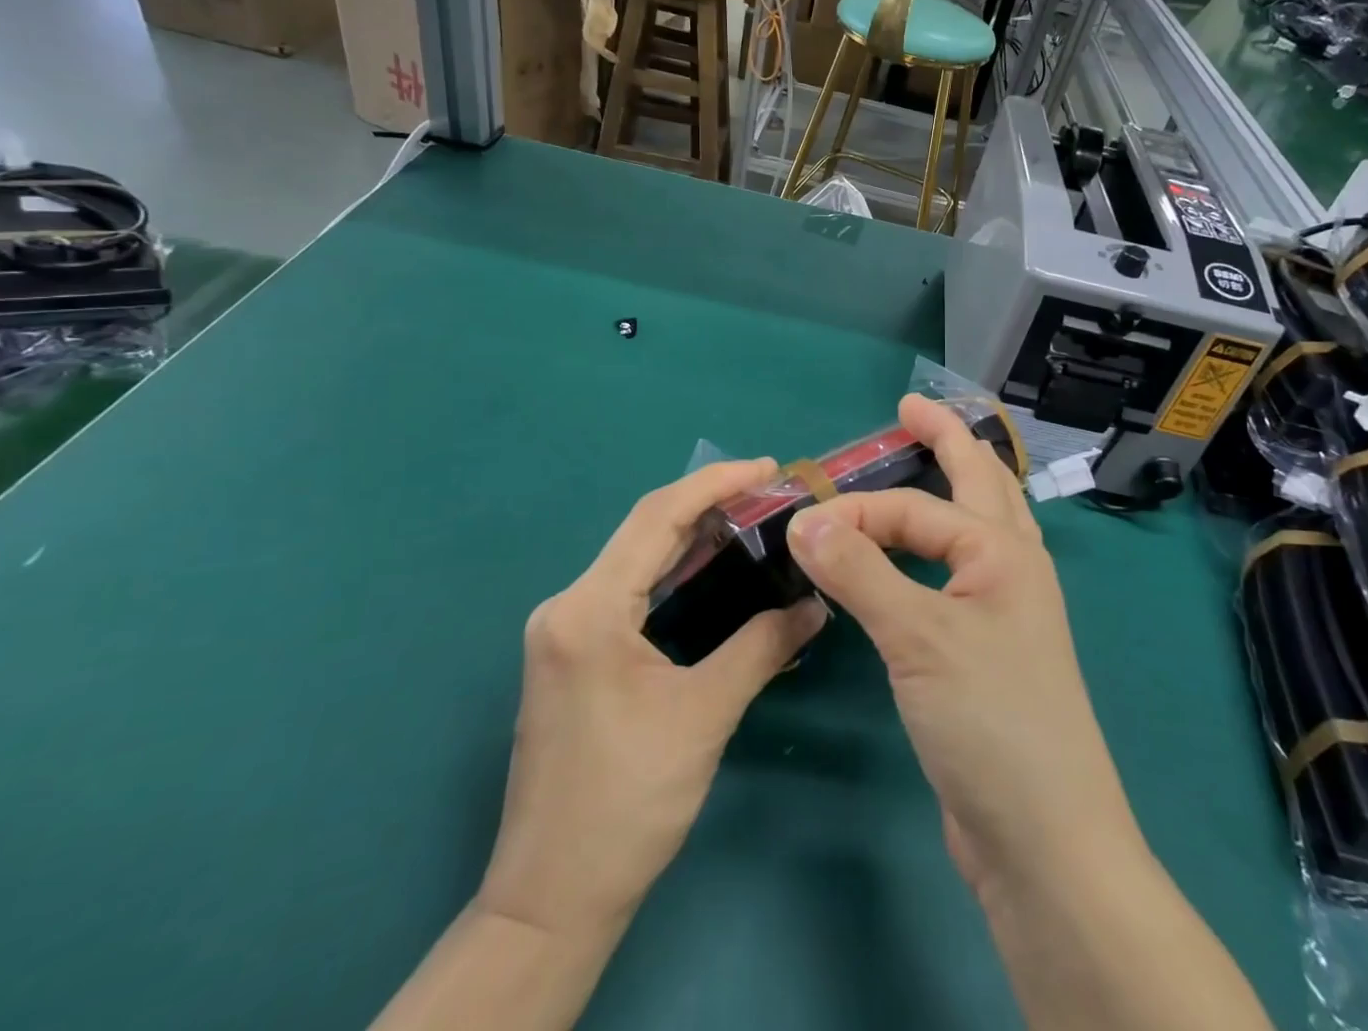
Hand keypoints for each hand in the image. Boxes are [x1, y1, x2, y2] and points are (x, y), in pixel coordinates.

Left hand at [481, 459, 828, 937]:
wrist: (551, 900)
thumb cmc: (627, 803)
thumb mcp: (704, 716)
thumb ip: (762, 646)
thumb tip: (816, 605)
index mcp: (589, 609)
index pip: (657, 517)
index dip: (715, 483)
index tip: (767, 468)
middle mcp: (567, 605)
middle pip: (644, 531)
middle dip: (708, 504)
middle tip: (769, 492)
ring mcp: (564, 630)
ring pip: (635, 559)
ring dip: (691, 537)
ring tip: (750, 520)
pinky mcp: (572, 654)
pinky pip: (628, 591)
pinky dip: (672, 572)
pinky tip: (710, 571)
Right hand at [783, 397, 1139, 899]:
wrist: (1044, 843)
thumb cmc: (991, 722)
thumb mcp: (919, 638)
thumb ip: (860, 571)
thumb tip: (803, 517)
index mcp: (1005, 553)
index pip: (916, 509)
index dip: (857, 509)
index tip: (801, 527)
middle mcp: (1011, 571)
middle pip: (981, 484)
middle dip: (948, 441)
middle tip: (912, 410)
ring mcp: (1004, 612)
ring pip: (977, 526)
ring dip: (953, 487)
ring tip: (927, 460)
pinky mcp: (985, 652)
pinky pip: (957, 574)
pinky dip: (936, 547)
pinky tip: (919, 556)